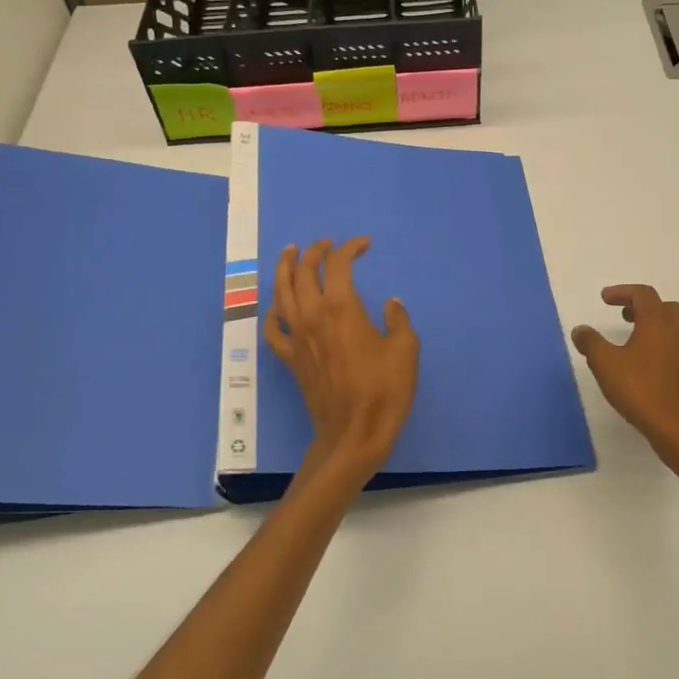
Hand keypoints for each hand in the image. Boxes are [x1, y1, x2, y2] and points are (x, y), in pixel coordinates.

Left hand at [265, 237, 419, 490]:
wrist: (354, 434)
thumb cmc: (384, 390)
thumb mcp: (405, 349)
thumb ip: (398, 319)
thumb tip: (390, 304)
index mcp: (342, 307)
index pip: (339, 264)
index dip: (350, 248)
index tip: (364, 244)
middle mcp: (313, 315)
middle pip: (305, 272)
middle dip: (315, 251)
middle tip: (325, 244)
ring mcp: (297, 337)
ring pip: (282, 293)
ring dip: (285, 269)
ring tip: (290, 254)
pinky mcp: (291, 359)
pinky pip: (274, 329)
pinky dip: (273, 312)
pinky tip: (278, 306)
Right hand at [571, 285, 678, 474]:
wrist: (676, 426)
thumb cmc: (639, 389)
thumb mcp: (604, 363)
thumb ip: (590, 342)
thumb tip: (580, 330)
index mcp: (657, 323)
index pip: (643, 294)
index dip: (623, 292)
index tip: (604, 300)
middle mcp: (677, 332)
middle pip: (665, 307)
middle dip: (643, 306)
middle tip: (624, 316)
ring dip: (659, 324)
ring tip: (639, 336)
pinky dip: (667, 344)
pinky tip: (652, 362)